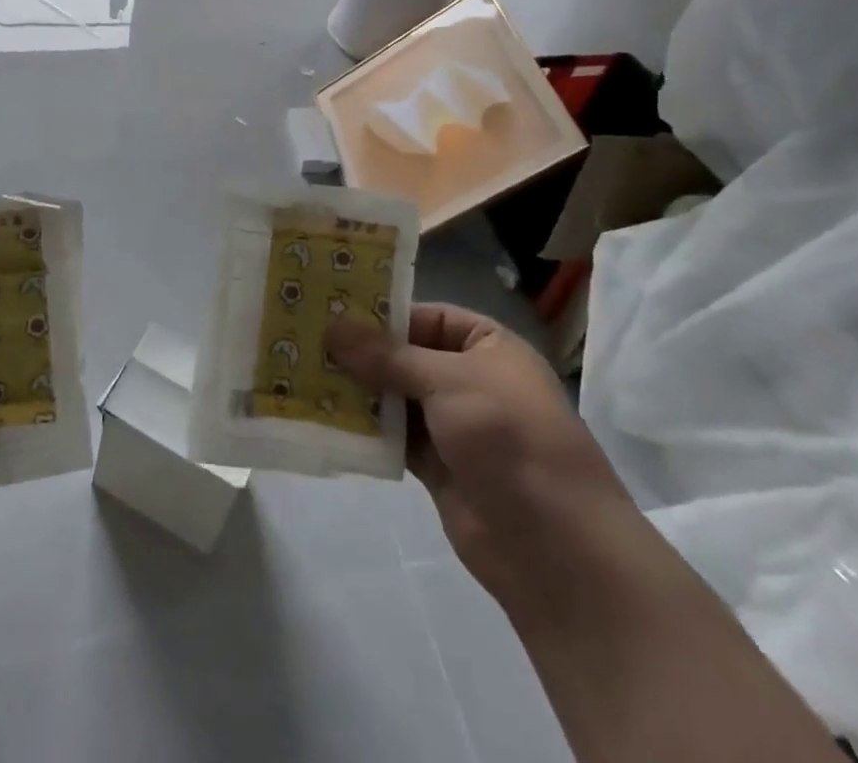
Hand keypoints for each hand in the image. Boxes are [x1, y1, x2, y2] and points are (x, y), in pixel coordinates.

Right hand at [326, 303, 630, 597]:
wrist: (554, 548)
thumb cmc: (508, 437)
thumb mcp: (448, 381)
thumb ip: (387, 355)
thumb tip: (332, 325)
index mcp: (488, 347)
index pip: (427, 317)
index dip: (383, 314)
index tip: (332, 310)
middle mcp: (471, 380)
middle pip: (406, 356)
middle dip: (361, 353)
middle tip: (306, 340)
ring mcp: (454, 425)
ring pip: (395, 397)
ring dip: (357, 390)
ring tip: (303, 373)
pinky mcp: (437, 466)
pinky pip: (394, 436)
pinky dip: (365, 428)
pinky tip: (324, 416)